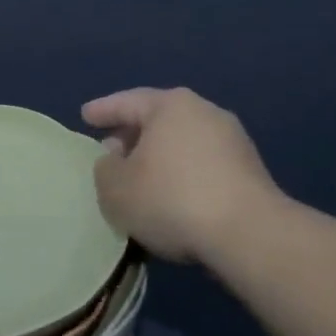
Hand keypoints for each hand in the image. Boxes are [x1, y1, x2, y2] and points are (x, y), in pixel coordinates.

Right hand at [82, 87, 281, 264]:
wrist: (249, 234)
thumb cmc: (172, 199)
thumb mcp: (116, 188)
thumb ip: (105, 169)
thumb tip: (115, 160)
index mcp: (170, 105)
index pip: (127, 102)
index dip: (103, 110)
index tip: (85, 116)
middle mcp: (204, 111)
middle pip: (158, 119)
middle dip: (133, 135)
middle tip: (112, 150)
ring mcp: (232, 140)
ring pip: (182, 142)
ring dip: (160, 157)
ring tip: (142, 179)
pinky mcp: (250, 170)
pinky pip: (203, 165)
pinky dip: (183, 175)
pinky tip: (173, 197)